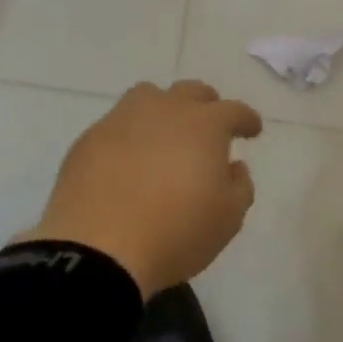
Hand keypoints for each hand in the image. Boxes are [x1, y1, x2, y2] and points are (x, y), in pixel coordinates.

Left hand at [26, 80, 262, 298]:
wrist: (97, 249)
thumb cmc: (175, 232)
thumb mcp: (228, 218)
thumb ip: (240, 185)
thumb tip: (233, 166)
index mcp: (204, 124)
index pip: (234, 110)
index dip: (246, 119)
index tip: (252, 130)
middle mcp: (165, 109)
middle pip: (191, 92)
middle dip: (206, 105)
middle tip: (209, 125)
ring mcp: (123, 119)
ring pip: (149, 96)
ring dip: (163, 108)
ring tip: (164, 133)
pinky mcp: (90, 138)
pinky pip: (116, 124)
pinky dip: (129, 135)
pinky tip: (127, 160)